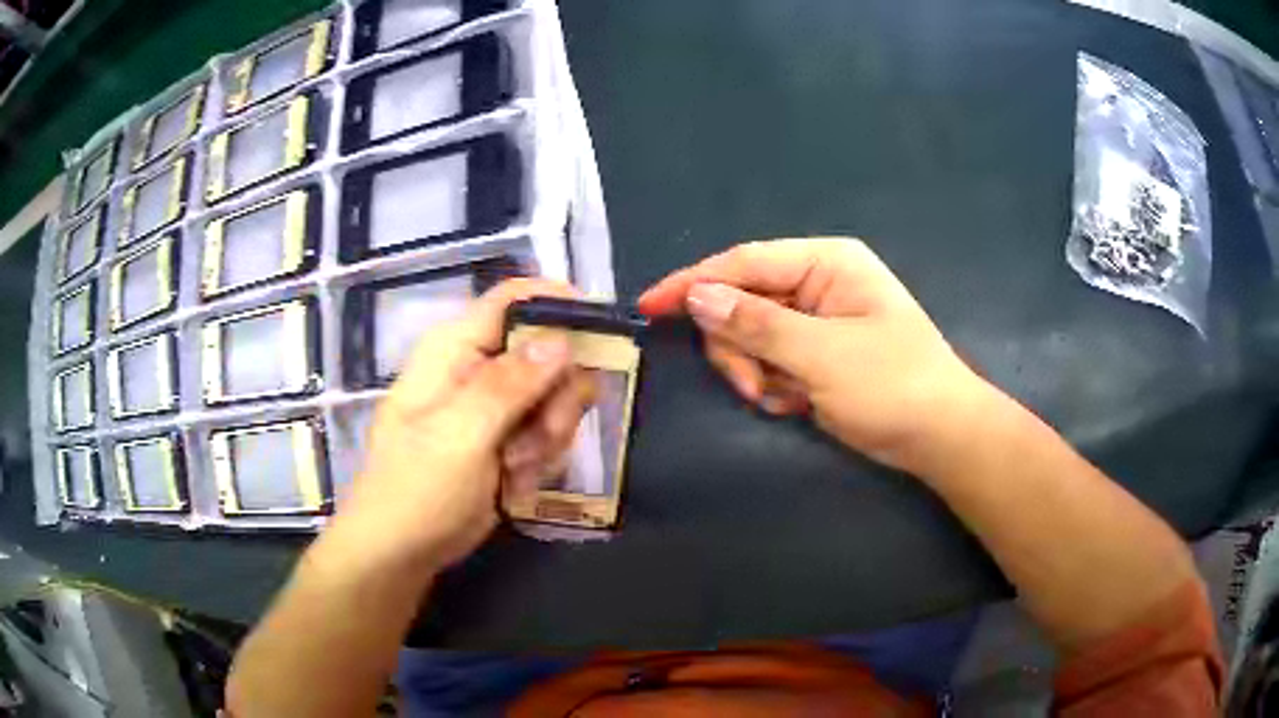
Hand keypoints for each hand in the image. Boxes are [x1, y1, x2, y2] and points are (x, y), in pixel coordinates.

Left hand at [335, 279, 597, 569]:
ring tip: (517, 469)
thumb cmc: (416, 489)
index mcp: (455, 347)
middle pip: (550, 351)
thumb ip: (510, 384)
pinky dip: (541, 460)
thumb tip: (561, 339)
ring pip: (557, 396)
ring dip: (549, 437)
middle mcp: (478, 366)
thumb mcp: (460, 435)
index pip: (514, 299)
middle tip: (543, 435)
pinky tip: (515, 485)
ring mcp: (494, 405)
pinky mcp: (506, 438)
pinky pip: (549, 431)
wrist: (401, 551)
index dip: (561, 305)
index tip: (603, 337)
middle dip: (558, 397)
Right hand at [639, 238, 993, 472]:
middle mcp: (817, 282)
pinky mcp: (815, 353)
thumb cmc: (892, 384)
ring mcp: (816, 320)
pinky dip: (772, 384)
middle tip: (752, 386)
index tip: (650, 306)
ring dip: (755, 371)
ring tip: (784, 398)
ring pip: (751, 337)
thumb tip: (698, 296)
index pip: (744, 263)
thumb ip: (756, 324)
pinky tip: (797, 401)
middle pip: (742, 303)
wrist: (938, 436)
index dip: (694, 283)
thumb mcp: (822, 354)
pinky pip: (769, 360)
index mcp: (826, 262)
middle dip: (738, 347)